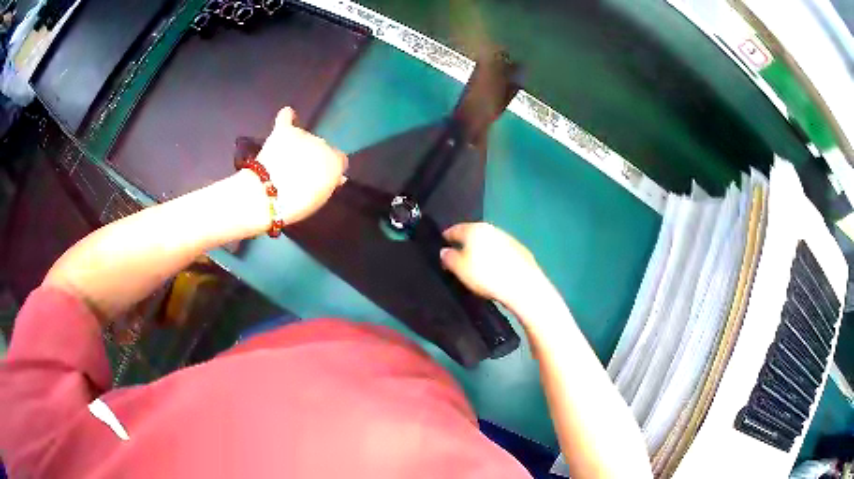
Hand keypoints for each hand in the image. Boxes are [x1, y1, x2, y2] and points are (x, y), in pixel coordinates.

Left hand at [256, 107, 347, 224]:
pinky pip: (287, 118)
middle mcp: (322, 144)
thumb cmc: (296, 205)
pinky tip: (288, 116)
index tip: (318, 177)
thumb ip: (329, 183)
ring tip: (285, 159)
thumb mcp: (319, 199)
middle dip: (312, 156)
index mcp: (335, 163)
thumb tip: (337, 177)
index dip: (328, 167)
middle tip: (298, 172)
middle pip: (320, 146)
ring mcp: (302, 135)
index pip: (339, 159)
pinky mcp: (283, 132)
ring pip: (304, 137)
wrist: (266, 196)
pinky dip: (287, 117)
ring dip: (298, 145)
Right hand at [440, 222, 546, 309]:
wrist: (523, 285)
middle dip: (466, 243)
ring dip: (482, 250)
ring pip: (489, 241)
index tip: (442, 245)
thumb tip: (445, 250)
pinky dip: (496, 257)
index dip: (447, 237)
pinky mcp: (521, 250)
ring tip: (477, 264)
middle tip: (459, 256)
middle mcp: (492, 229)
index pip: (455, 229)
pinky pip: (502, 251)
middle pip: (474, 234)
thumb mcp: (460, 270)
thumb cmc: (487, 276)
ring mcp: (508, 238)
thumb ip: (449, 258)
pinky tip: (495, 269)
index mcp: (475, 229)